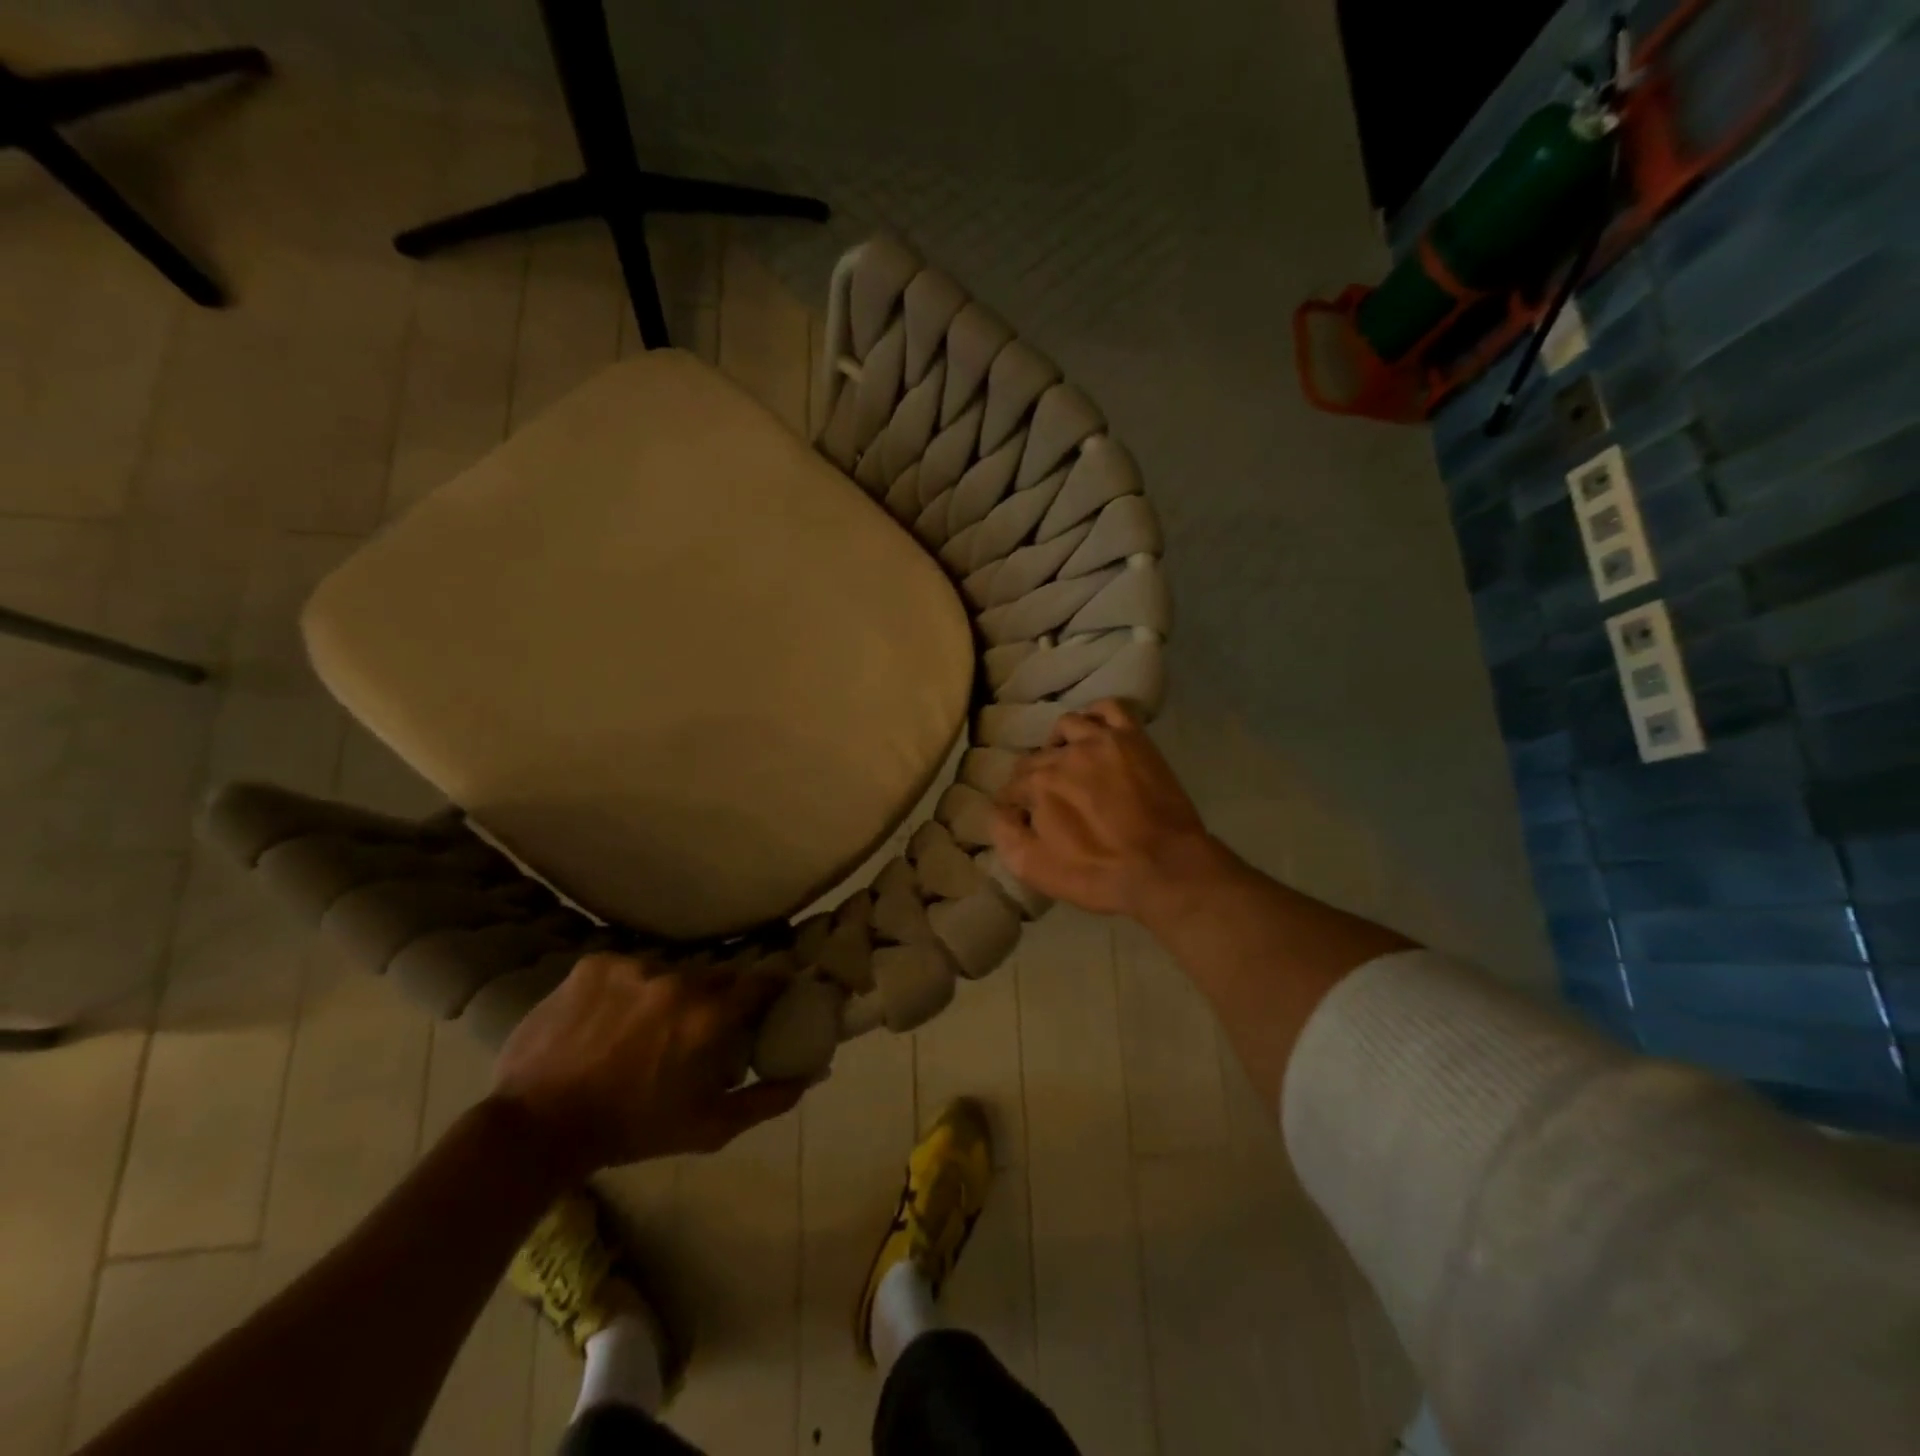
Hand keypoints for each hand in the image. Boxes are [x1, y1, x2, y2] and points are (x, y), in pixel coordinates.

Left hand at [493, 954, 807, 1176]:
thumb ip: (767, 1100)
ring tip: (644, 1027)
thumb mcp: (708, 1127)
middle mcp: (678, 979)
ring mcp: (632, 966)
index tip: (767, 1001)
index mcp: (709, 1016)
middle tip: (699, 1027)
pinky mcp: (594, 964)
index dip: (769, 990)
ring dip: (668, 994)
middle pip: (715, 976)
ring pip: (669, 971)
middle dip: (715, 998)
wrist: (535, 1128)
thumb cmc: (630, 1131)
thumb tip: (811, 1076)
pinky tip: (608, 1019)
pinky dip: (627, 989)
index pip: (762, 981)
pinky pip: (627, 968)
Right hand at [990, 699, 1216, 917]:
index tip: (1022, 818)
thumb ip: (1005, 834)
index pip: (1012, 786)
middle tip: (1048, 799)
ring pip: (1067, 726)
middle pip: (1036, 757)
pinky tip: (1095, 731)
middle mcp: (1064, 754)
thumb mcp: (1034, 868)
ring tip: (1068, 762)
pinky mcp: (1133, 739)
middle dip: (1034, 777)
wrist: (1164, 868)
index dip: (1014, 805)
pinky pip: (1109, 708)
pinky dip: (1096, 715)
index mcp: (1038, 784)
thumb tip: (998, 810)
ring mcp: (1101, 740)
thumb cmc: (1097, 874)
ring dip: (1059, 743)